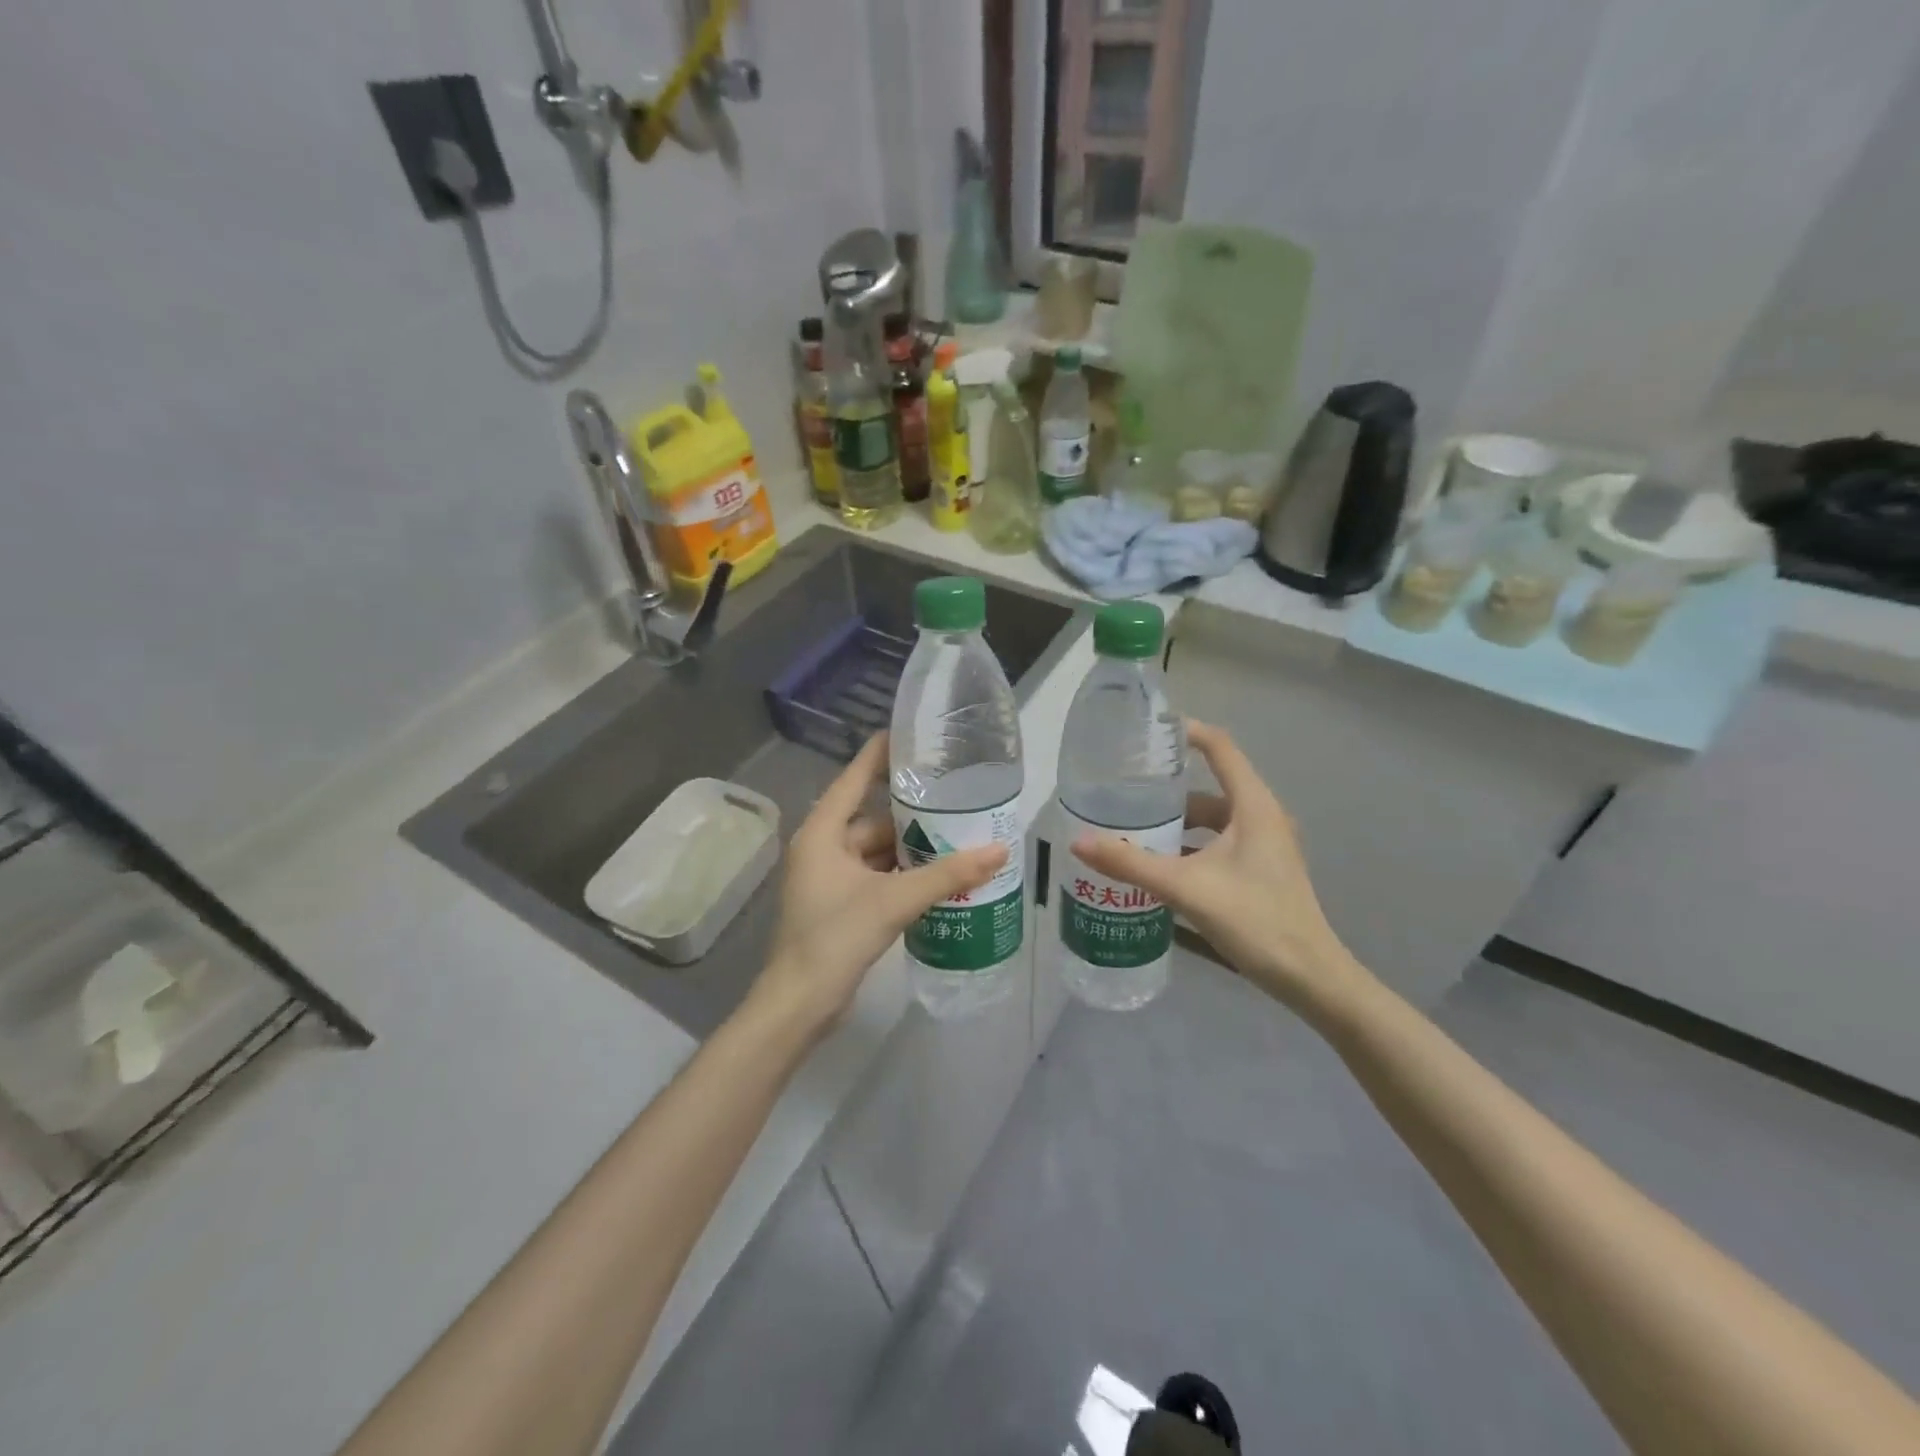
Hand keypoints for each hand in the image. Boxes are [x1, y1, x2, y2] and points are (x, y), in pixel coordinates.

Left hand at [755, 733, 1007, 1036]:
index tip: (912, 735)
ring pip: (877, 850)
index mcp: (822, 833)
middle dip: (912, 813)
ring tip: (957, 835)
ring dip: (911, 848)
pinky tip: (938, 874)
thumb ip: (946, 875)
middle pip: (872, 818)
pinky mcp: (840, 904)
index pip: (854, 779)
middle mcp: (822, 848)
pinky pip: (876, 875)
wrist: (799, 1004)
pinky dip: (903, 874)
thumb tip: (998, 851)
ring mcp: (830, 878)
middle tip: (955, 796)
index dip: (881, 755)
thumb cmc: (835, 937)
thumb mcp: (894, 900)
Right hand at [1071, 721, 1366, 1012]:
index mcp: (1253, 806)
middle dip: (1166, 789)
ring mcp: (1263, 845)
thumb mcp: (1187, 888)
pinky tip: (1157, 866)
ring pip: (1211, 820)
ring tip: (1131, 830)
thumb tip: (1078, 842)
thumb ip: (1131, 864)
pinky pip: (1216, 844)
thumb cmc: (1255, 920)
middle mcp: (1261, 817)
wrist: (1308, 977)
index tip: (1145, 732)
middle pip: (1208, 787)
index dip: (1185, 731)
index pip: (1219, 747)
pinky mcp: (1259, 870)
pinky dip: (1187, 848)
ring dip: (1175, 824)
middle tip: (1123, 791)